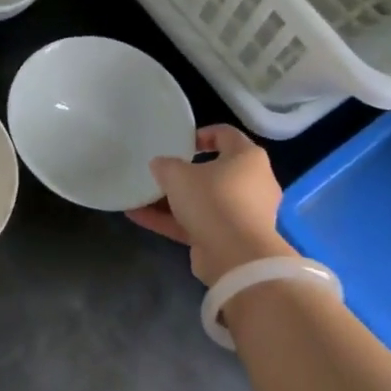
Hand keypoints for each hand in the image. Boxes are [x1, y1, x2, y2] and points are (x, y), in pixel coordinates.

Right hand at [126, 124, 294, 285]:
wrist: (236, 256)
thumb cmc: (213, 199)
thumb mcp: (179, 174)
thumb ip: (166, 165)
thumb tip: (160, 165)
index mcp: (248, 158)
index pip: (226, 135)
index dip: (201, 134)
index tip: (179, 141)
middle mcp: (251, 183)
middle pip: (214, 171)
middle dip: (184, 173)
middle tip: (161, 171)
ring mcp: (241, 214)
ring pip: (203, 201)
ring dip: (172, 200)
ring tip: (140, 196)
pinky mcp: (228, 239)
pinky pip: (197, 224)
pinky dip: (171, 221)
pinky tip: (139, 217)